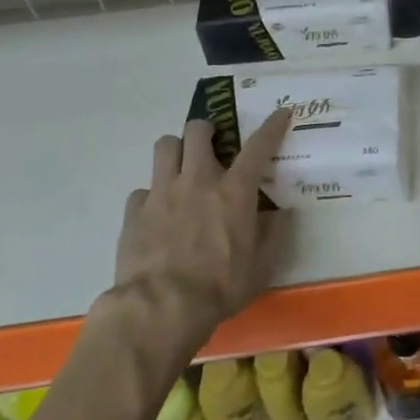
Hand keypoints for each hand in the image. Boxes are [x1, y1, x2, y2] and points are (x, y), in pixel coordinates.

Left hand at [103, 109, 292, 349]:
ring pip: (164, 146)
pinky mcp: (135, 211)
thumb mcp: (261, 266)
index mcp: (235, 190)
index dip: (272, 125)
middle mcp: (198, 180)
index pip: (259, 145)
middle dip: (206, 130)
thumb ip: (275, 235)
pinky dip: (151, 196)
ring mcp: (162, 192)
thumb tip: (284, 213)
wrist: (161, 307)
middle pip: (198, 130)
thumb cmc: (220, 286)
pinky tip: (156, 214)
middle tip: (212, 145)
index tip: (281, 112)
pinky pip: (142, 190)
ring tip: (181, 167)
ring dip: (176, 151)